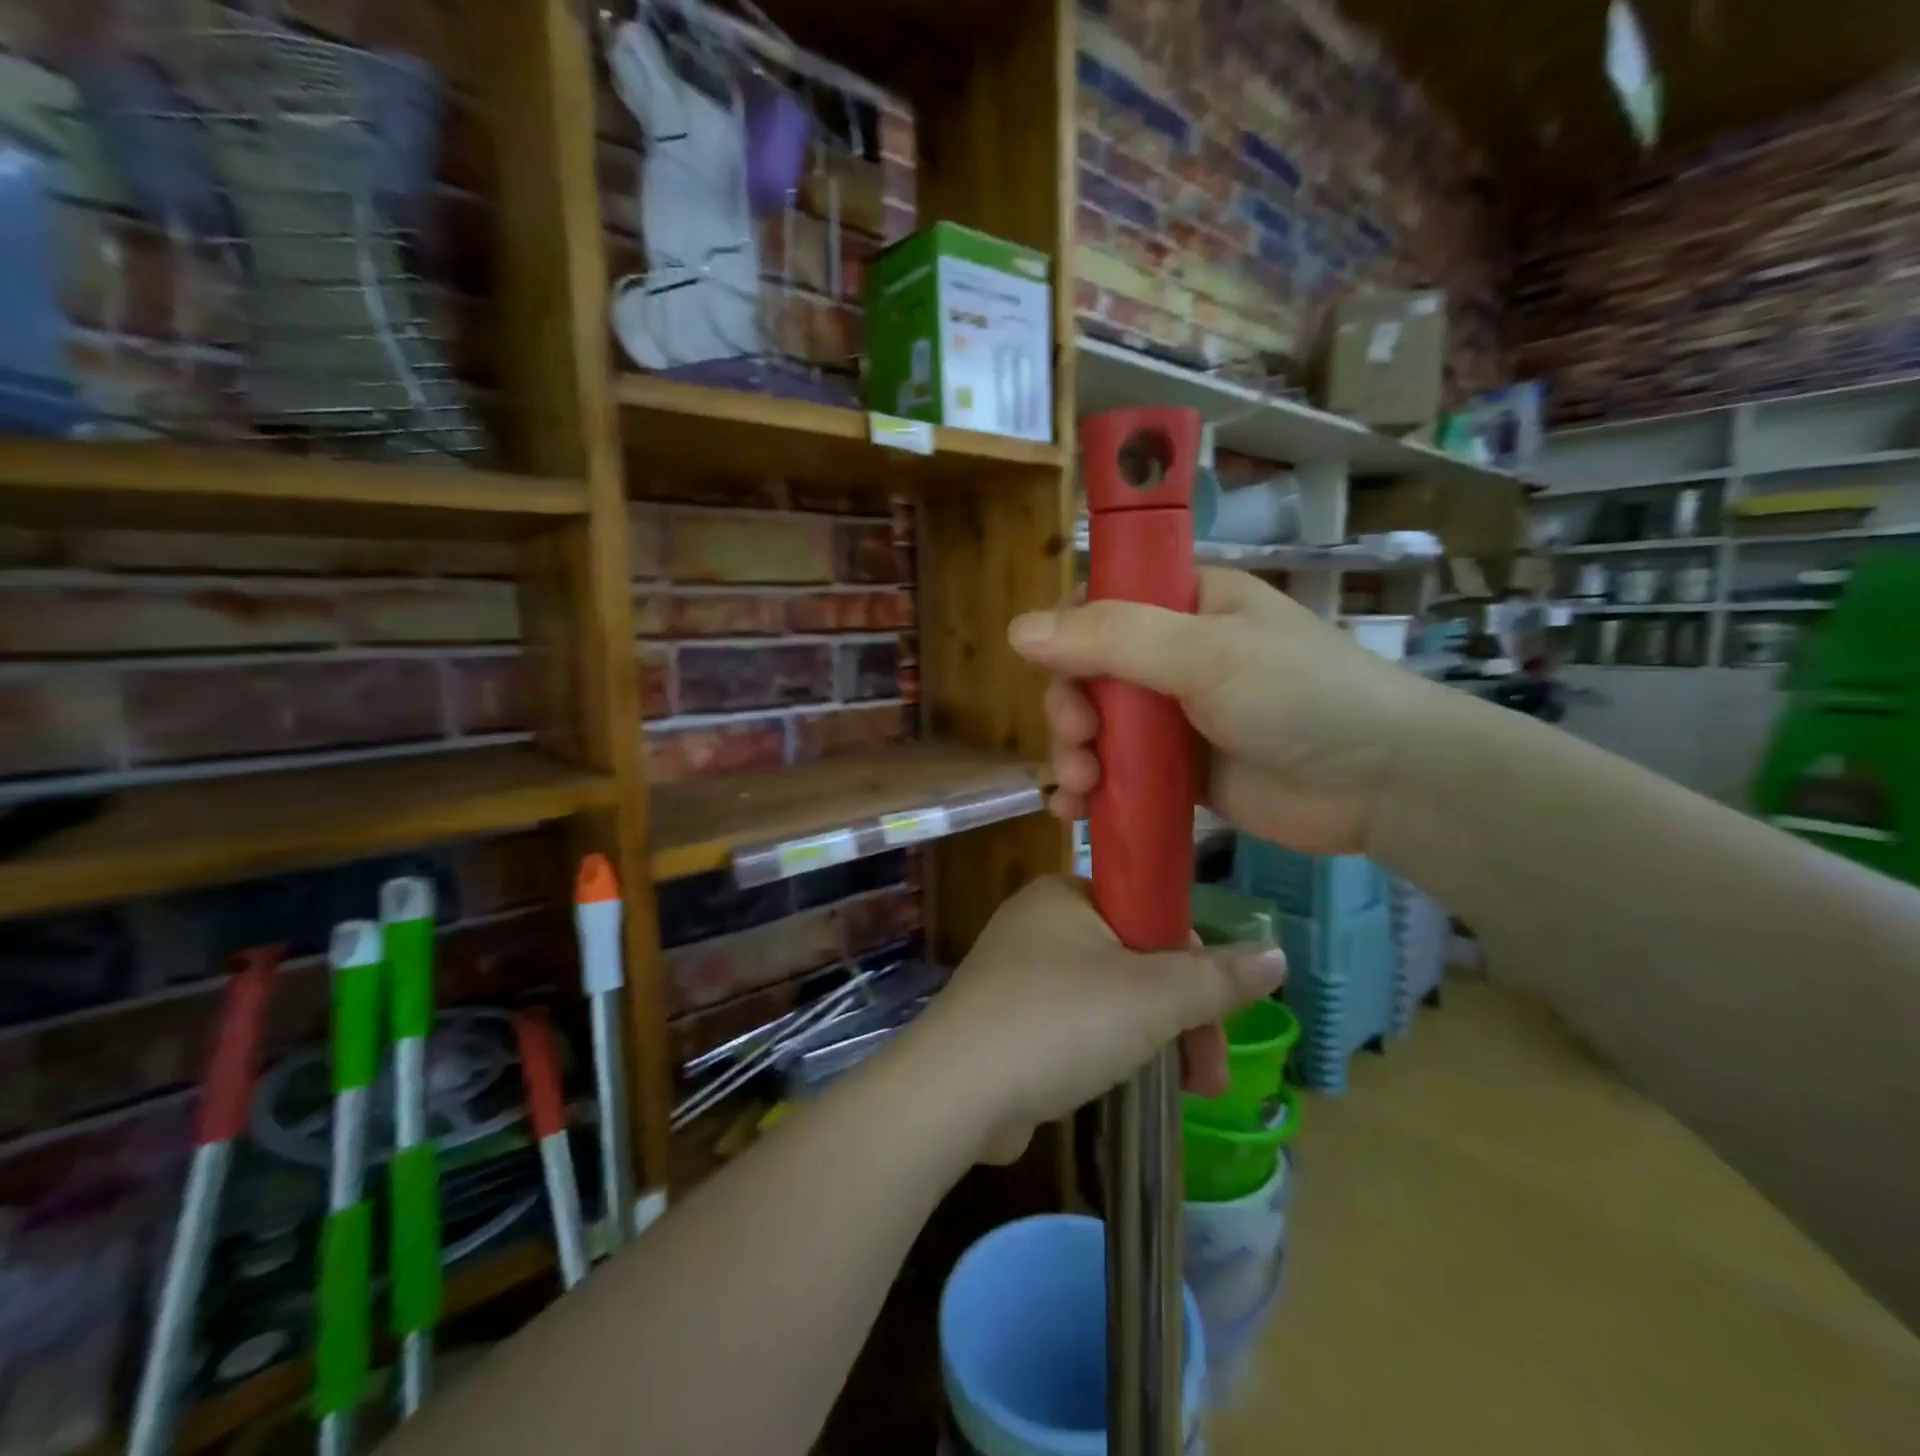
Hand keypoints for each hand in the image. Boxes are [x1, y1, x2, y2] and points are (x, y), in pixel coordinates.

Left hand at [907, 876, 1285, 1163]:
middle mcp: (1037, 923)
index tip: (1220, 1016)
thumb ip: (1216, 976)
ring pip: (1106, 995)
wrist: (956, 1092)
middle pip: (1133, 959)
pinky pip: (1072, 1023)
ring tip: (1180, 1090)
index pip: (1151, 912)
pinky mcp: (1003, 1019)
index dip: (1195, 961)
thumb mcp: (1151, 996)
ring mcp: (1015, 973)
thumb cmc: (1059, 1022)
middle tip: (1209, 1077)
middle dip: (1179, 1016)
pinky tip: (1122, 1085)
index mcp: (1064, 894)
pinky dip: (1104, 1049)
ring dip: (1149, 1038)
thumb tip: (1276, 954)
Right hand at [1010, 567, 1427, 854]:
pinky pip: (1119, 775)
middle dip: (1069, 712)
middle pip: (1088, 674)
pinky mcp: (1180, 773)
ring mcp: (1176, 717)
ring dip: (1074, 756)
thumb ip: (1112, 639)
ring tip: (1080, 789)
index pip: (1099, 608)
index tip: (1061, 679)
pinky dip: (1092, 792)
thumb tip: (1015, 630)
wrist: (1381, 783)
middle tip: (1080, 744)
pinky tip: (1076, 812)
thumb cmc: (1299, 696)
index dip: (1066, 641)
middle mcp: (1174, 655)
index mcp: (1185, 605)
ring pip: (1097, 729)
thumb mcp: (1204, 654)